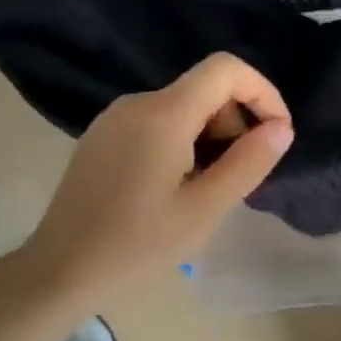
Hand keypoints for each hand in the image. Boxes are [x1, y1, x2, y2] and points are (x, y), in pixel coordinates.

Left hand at [17, 54, 293, 300]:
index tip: (275, 134)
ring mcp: (115, 117)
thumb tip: (281, 128)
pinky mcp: (103, 135)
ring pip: (183, 106)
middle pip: (205, 88)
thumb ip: (248, 163)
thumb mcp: (205, 209)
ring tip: (207, 188)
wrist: (60, 270)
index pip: (226, 69)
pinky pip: (158, 121)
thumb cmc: (138, 245)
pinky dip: (183, 140)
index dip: (262, 92)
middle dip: (236, 122)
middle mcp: (138, 102)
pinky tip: (176, 186)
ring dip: (211, 136)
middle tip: (239, 176)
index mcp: (164, 114)